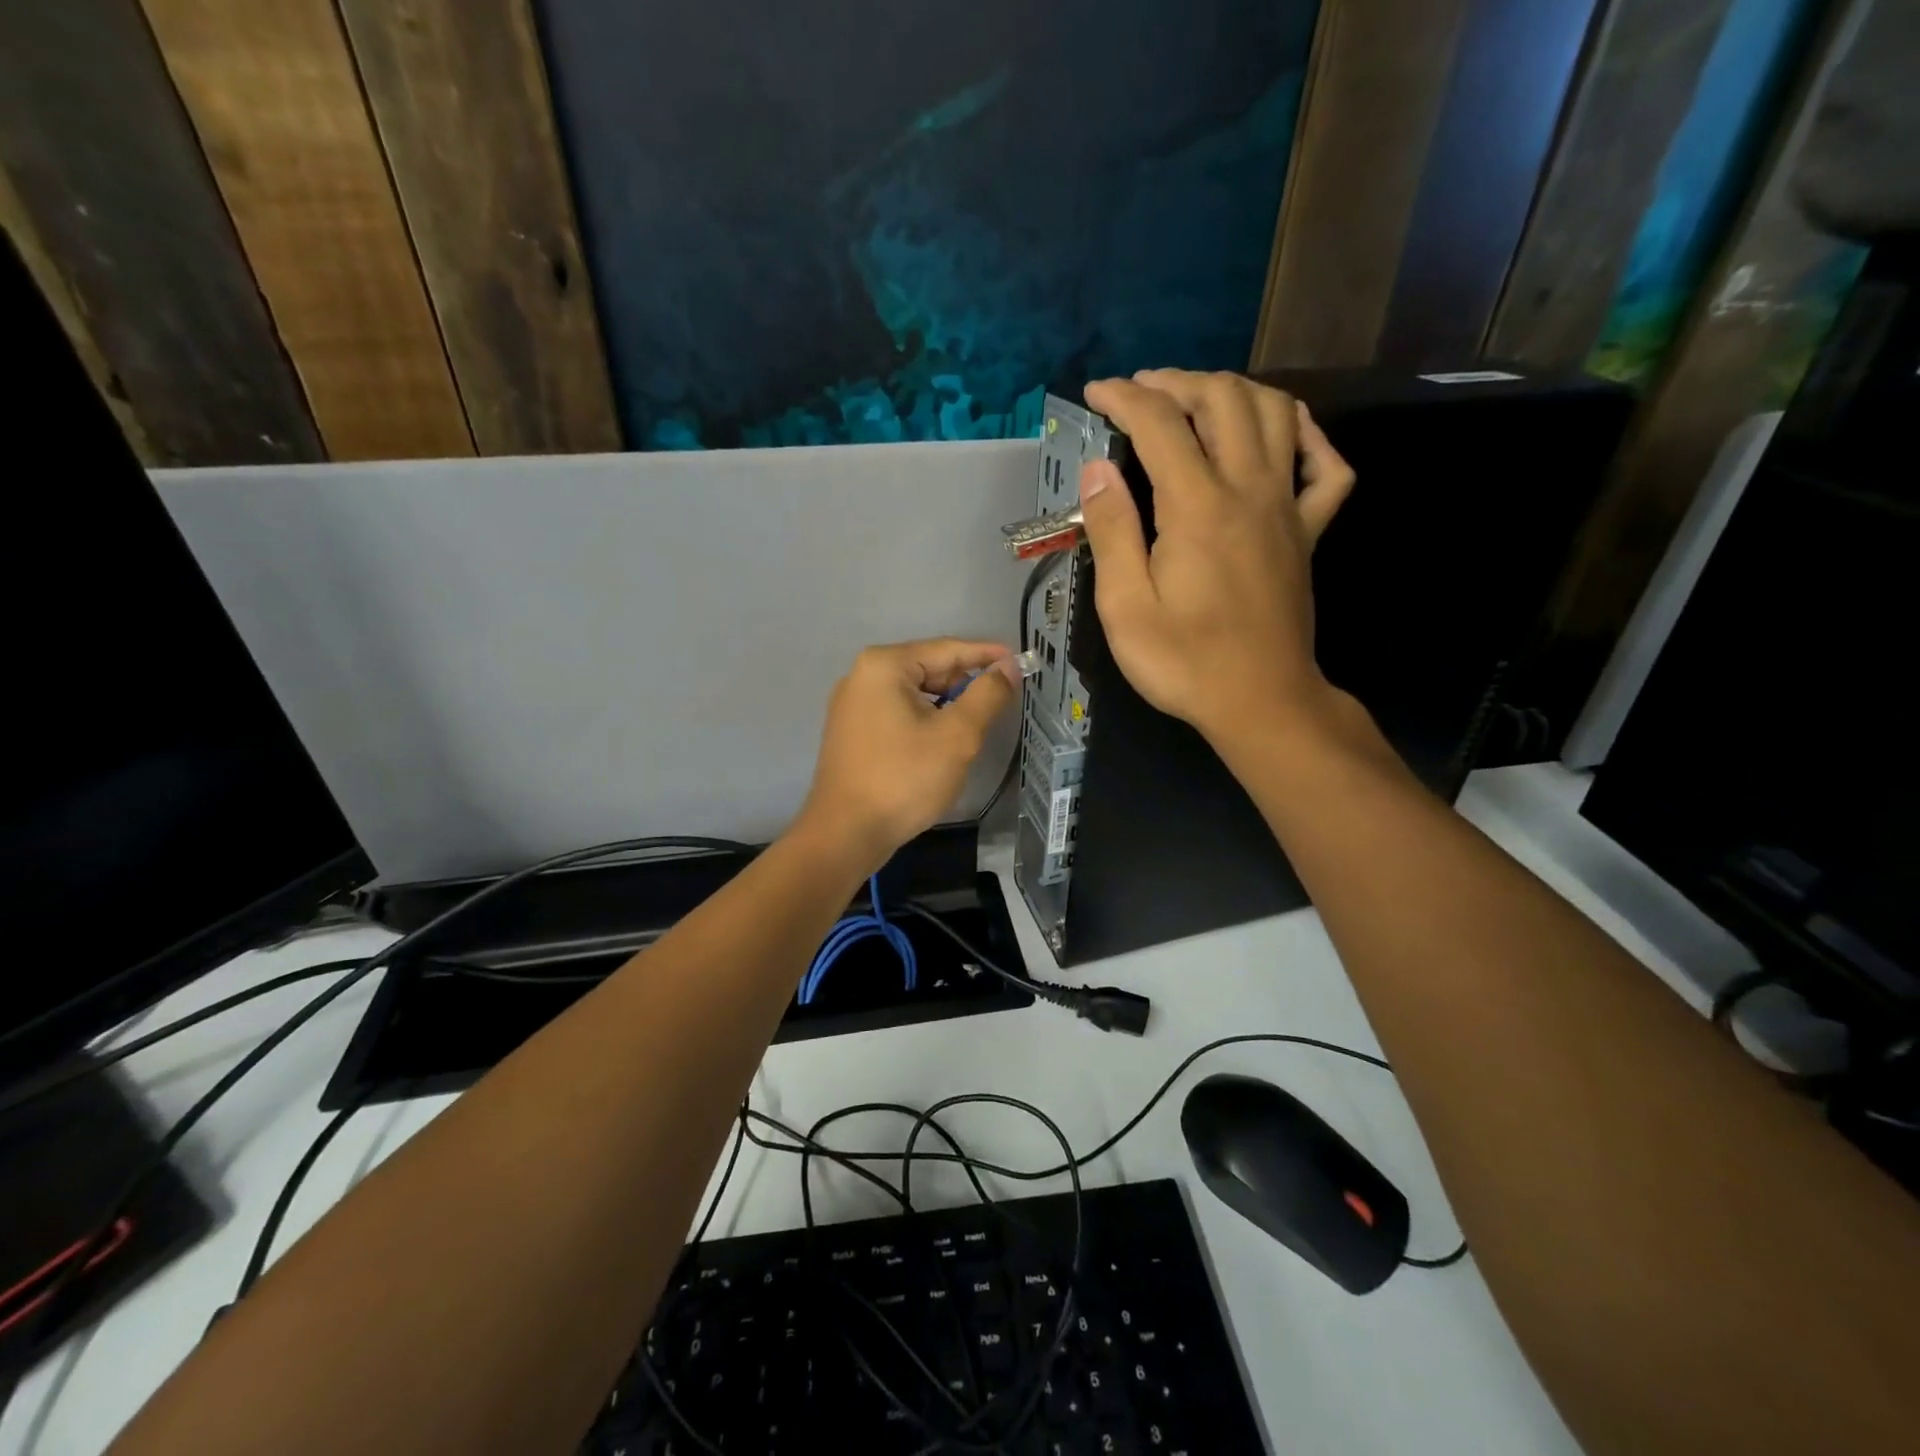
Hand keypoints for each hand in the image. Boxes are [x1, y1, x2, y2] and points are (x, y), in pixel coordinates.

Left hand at [796, 639, 1018, 872]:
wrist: (846, 834)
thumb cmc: (904, 778)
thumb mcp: (957, 735)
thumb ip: (987, 695)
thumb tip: (1009, 668)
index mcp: (884, 665)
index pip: (948, 649)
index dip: (988, 655)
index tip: (1020, 662)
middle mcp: (862, 675)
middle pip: (929, 668)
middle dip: (966, 683)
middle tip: (1002, 700)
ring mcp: (852, 704)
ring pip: (914, 693)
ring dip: (947, 704)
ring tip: (978, 722)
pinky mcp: (852, 731)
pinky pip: (898, 713)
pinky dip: (925, 719)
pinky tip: (943, 739)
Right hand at [1078, 369, 1355, 749]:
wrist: (1261, 701)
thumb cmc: (1184, 662)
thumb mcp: (1125, 608)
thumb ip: (1112, 533)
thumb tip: (1097, 470)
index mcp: (1197, 508)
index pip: (1160, 424)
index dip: (1124, 398)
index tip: (1096, 392)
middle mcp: (1249, 490)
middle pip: (1224, 399)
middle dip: (1178, 381)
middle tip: (1142, 391)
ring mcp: (1287, 507)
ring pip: (1276, 414)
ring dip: (1235, 391)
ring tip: (1198, 399)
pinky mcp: (1309, 531)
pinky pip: (1326, 466)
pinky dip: (1307, 435)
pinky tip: (1283, 433)